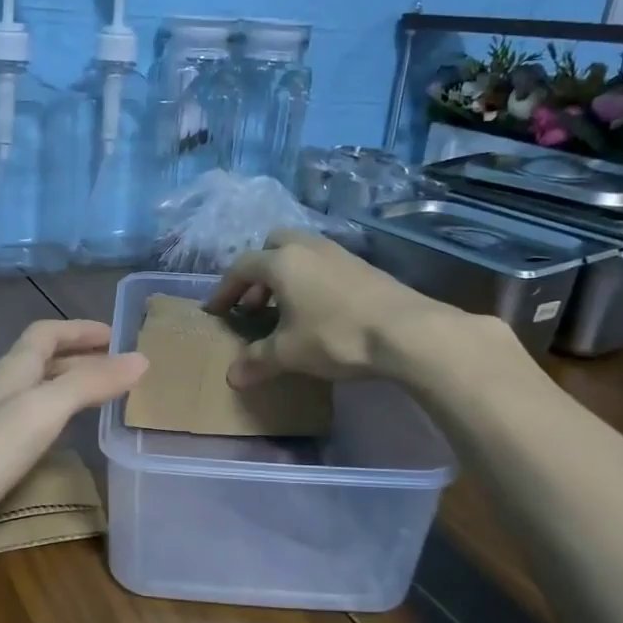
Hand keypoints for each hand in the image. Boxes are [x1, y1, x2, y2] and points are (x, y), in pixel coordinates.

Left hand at [0, 320, 145, 556]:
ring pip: (33, 389)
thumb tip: (139, 358)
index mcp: (12, 369)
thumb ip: (89, 384)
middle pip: (41, 360)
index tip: (114, 335)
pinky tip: (56, 438)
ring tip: (96, 399)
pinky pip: (25, 419)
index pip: (47, 333)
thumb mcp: (43, 411)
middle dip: (79, 358)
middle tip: (116, 369)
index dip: (79, 330)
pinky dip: (50, 416)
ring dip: (65, 386)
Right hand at [206, 229, 526, 392]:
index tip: (215, 311)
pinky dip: (311, 280)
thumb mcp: (288, 353)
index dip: (224, 289)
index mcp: (281, 262)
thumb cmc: (335, 336)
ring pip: (302, 252)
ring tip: (285, 308)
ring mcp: (339, 254)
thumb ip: (257, 361)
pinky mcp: (364, 267)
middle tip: (254, 302)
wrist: (407, 332)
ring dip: (286, 275)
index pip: (241, 267)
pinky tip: (318, 310)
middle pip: (273, 245)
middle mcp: (308, 248)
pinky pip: (324, 264)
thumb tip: (232, 376)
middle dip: (258, 271)